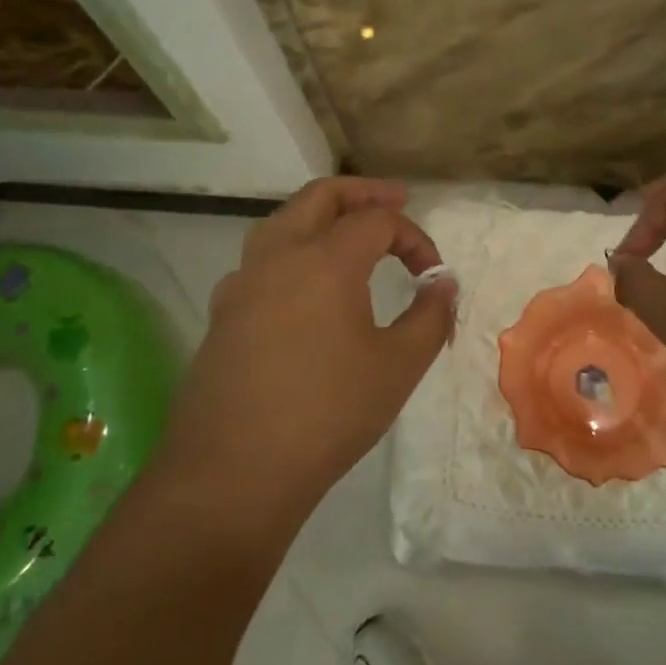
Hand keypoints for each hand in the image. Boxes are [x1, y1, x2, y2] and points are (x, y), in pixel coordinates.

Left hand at [159, 177, 456, 519]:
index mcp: (325, 260)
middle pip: (321, 196)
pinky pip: (261, 260)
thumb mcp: (398, 367)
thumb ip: (430, 316)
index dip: (414, 237)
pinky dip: (293, 250)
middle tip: (395, 199)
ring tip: (349, 232)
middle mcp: (278, 255)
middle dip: (362, 192)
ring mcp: (242, 282)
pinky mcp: (222, 312)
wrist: (233, 472)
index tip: (432, 274)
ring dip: (321, 215)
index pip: (378, 221)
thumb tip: (443, 284)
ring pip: (282, 221)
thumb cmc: (327, 414)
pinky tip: (305, 287)